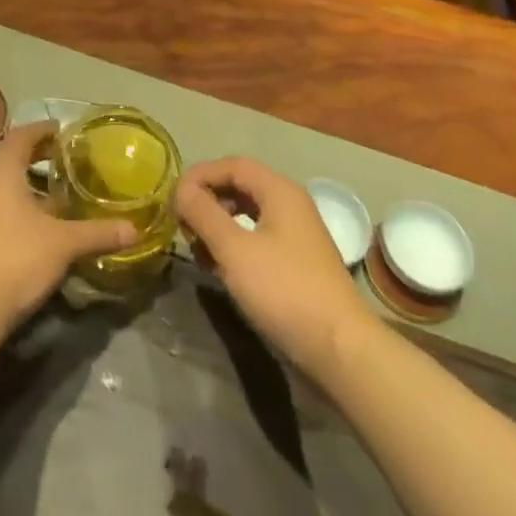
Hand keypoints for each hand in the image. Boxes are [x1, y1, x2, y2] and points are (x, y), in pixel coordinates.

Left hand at [0, 122, 138, 333]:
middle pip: (13, 159)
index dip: (44, 130)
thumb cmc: (16, 258)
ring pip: (6, 187)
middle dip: (39, 158)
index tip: (65, 132)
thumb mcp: (63, 244)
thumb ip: (97, 233)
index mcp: (3, 171)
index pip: (22, 135)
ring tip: (60, 196)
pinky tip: (41, 228)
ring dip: (31, 187)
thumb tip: (134, 230)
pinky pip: (0, 209)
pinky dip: (21, 209)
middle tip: (68, 162)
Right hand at [174, 156, 371, 378]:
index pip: (232, 165)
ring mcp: (296, 235)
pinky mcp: (297, 264)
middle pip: (240, 187)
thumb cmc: (284, 290)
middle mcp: (290, 204)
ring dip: (218, 226)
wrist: (341, 350)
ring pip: (247, 215)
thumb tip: (181, 189)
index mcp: (279, 190)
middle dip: (208, 202)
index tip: (174, 197)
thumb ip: (204, 213)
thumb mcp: (234, 249)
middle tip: (184, 225)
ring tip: (198, 250)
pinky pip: (257, 239)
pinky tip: (221, 269)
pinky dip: (234, 246)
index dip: (200, 175)